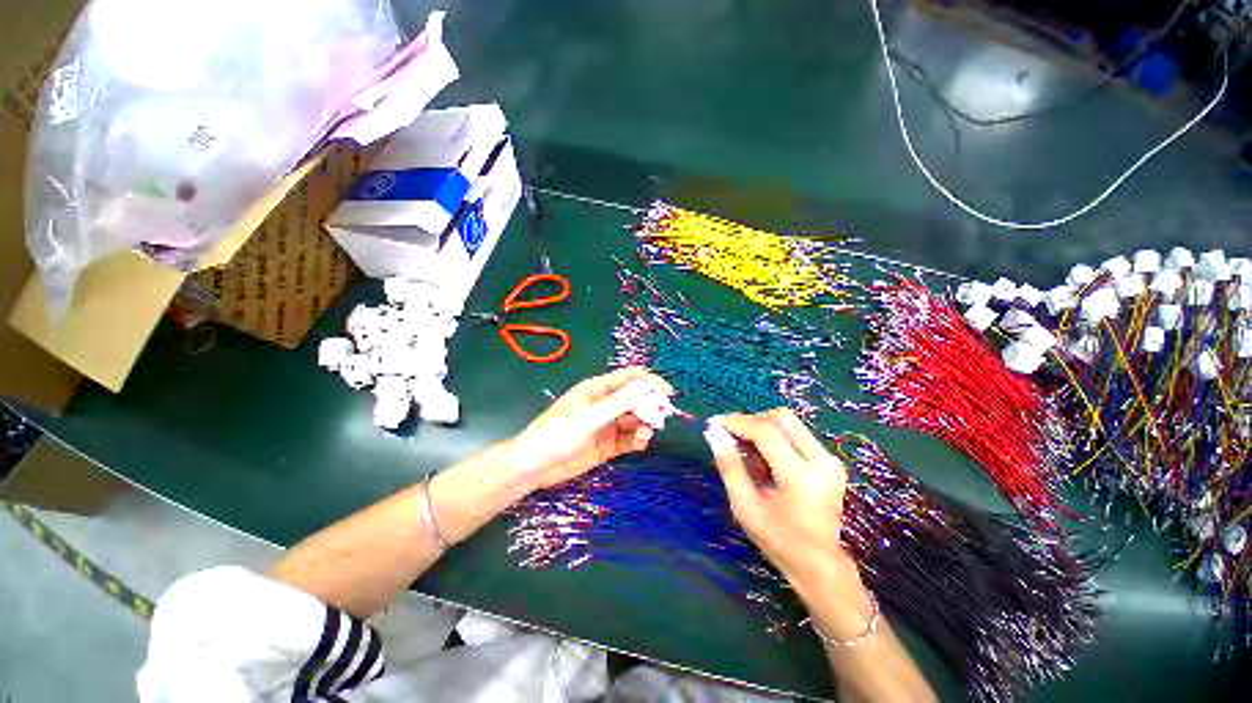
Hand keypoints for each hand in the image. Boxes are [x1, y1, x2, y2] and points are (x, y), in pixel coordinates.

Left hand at [508, 368, 673, 489]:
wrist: (535, 467)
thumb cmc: (556, 434)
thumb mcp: (588, 417)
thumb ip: (617, 404)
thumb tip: (644, 389)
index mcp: (596, 390)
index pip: (628, 378)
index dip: (649, 382)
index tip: (666, 392)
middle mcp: (604, 405)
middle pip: (634, 399)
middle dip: (649, 406)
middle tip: (660, 417)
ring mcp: (607, 425)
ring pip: (634, 420)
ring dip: (644, 425)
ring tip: (645, 435)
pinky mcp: (608, 445)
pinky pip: (629, 439)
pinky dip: (638, 440)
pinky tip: (640, 444)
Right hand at [704, 409, 858, 589]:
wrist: (820, 565)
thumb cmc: (778, 540)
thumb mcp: (745, 506)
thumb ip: (729, 466)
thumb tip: (714, 433)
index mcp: (801, 477)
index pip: (766, 432)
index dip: (738, 422)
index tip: (715, 423)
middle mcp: (822, 462)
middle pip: (782, 418)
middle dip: (752, 421)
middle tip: (732, 435)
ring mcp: (830, 460)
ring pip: (790, 423)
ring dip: (763, 429)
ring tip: (748, 454)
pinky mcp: (831, 461)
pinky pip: (797, 435)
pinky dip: (775, 438)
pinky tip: (765, 461)